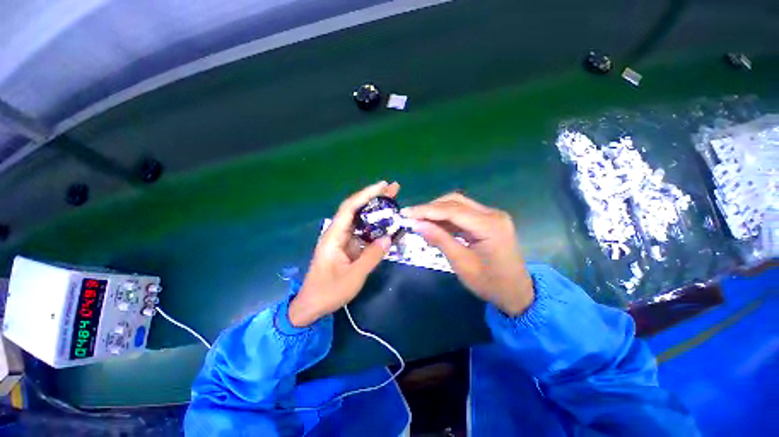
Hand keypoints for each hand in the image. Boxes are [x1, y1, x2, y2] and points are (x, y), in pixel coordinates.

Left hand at [289, 181, 398, 326]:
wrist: (311, 306)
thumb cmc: (328, 291)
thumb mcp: (353, 277)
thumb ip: (371, 257)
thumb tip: (388, 239)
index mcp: (334, 236)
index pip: (350, 208)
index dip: (366, 194)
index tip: (383, 185)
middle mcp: (337, 233)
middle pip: (356, 209)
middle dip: (374, 198)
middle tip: (393, 189)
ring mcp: (342, 240)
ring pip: (360, 220)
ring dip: (376, 211)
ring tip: (393, 203)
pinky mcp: (347, 247)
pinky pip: (363, 233)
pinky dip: (375, 228)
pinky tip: (386, 226)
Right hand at [403, 193, 533, 315]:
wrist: (517, 293)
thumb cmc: (490, 283)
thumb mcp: (461, 264)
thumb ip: (440, 239)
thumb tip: (416, 224)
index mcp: (490, 226)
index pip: (452, 210)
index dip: (426, 210)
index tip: (406, 212)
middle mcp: (492, 214)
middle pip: (455, 202)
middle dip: (431, 208)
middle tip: (411, 217)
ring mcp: (492, 216)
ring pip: (458, 205)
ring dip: (437, 212)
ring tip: (420, 222)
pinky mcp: (488, 221)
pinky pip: (463, 214)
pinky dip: (447, 219)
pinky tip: (435, 227)